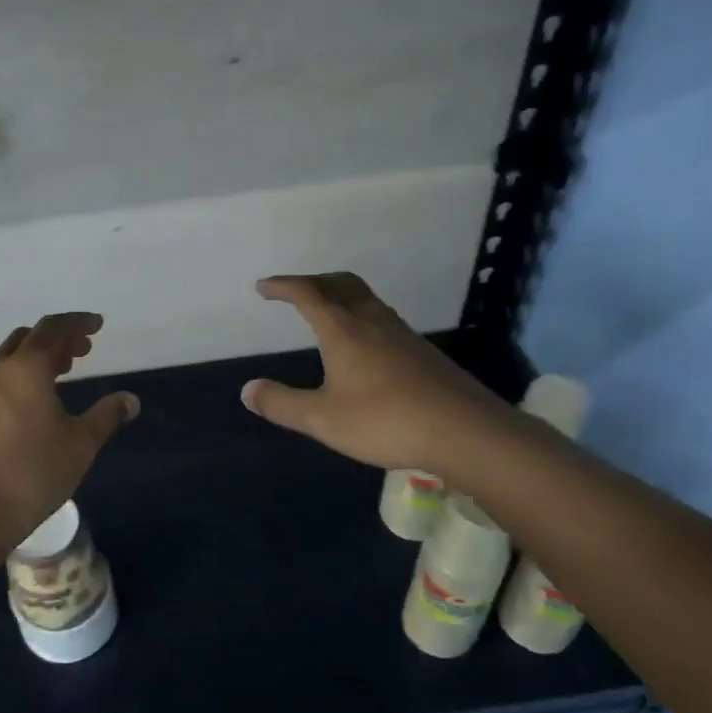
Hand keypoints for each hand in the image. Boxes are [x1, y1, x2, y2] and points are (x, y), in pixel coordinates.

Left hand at [0, 313, 139, 549]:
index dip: (78, 323)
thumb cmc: (35, 471)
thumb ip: (107, 415)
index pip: (53, 329)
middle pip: (30, 337)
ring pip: (12, 357)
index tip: (98, 325)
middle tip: (85, 349)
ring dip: (40, 355)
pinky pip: (2, 377)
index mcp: (26, 368)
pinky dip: (24, 373)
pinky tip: (40, 397)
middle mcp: (0, 371)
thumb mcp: (81, 443)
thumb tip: (131, 400)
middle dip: (59, 337)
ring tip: (66, 368)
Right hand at [241, 273, 515, 485]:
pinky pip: (382, 319)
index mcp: (343, 329)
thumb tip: (247, 390)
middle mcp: (372, 321)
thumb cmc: (385, 420)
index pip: (307, 294)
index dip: (283, 286)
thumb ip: (282, 404)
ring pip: (366, 299)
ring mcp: (402, 334)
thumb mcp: (323, 419)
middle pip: (341, 284)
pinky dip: (361, 316)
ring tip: (326, 312)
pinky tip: (363, 346)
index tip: (264, 288)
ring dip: (340, 296)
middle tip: (294, 290)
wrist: (464, 431)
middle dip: (313, 281)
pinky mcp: (422, 352)